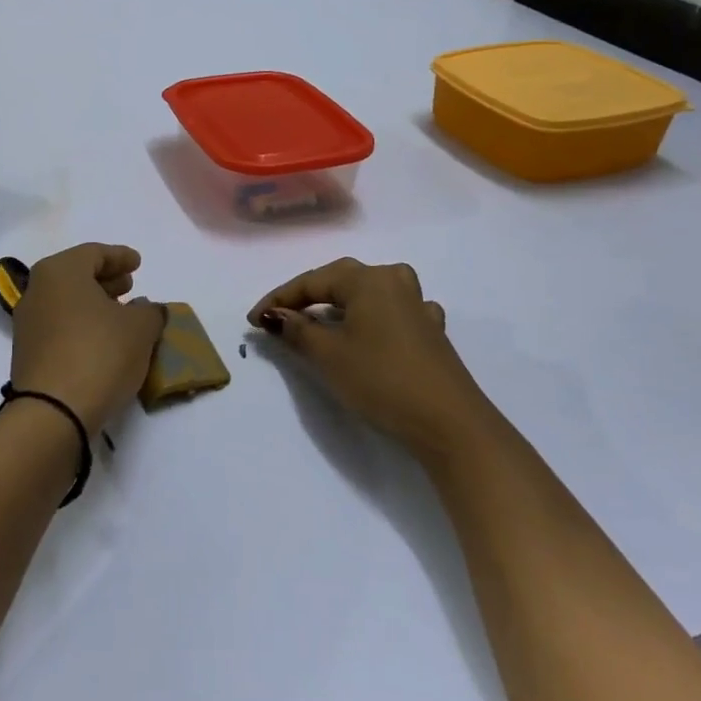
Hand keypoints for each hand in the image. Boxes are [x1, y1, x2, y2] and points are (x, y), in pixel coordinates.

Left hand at [11, 243, 165, 436]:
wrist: (53, 412)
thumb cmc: (100, 353)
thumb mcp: (141, 328)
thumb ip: (150, 311)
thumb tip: (148, 309)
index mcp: (61, 271)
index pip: (94, 253)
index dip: (120, 256)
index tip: (138, 263)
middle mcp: (38, 289)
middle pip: (76, 275)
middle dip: (105, 279)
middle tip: (130, 286)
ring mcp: (28, 322)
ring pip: (66, 301)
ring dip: (94, 304)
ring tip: (121, 314)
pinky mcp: (27, 352)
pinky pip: (59, 325)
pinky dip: (81, 324)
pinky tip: (102, 339)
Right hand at [249, 258, 493, 463]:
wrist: (449, 422)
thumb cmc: (381, 379)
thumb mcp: (328, 355)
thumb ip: (297, 329)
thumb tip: (273, 316)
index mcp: (368, 279)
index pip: (312, 281)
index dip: (279, 300)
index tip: (252, 321)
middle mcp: (394, 282)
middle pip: (341, 282)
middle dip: (307, 299)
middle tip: (279, 320)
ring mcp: (418, 306)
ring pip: (367, 295)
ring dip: (339, 306)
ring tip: (318, 322)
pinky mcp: (430, 332)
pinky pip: (390, 314)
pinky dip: (369, 320)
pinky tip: (368, 332)